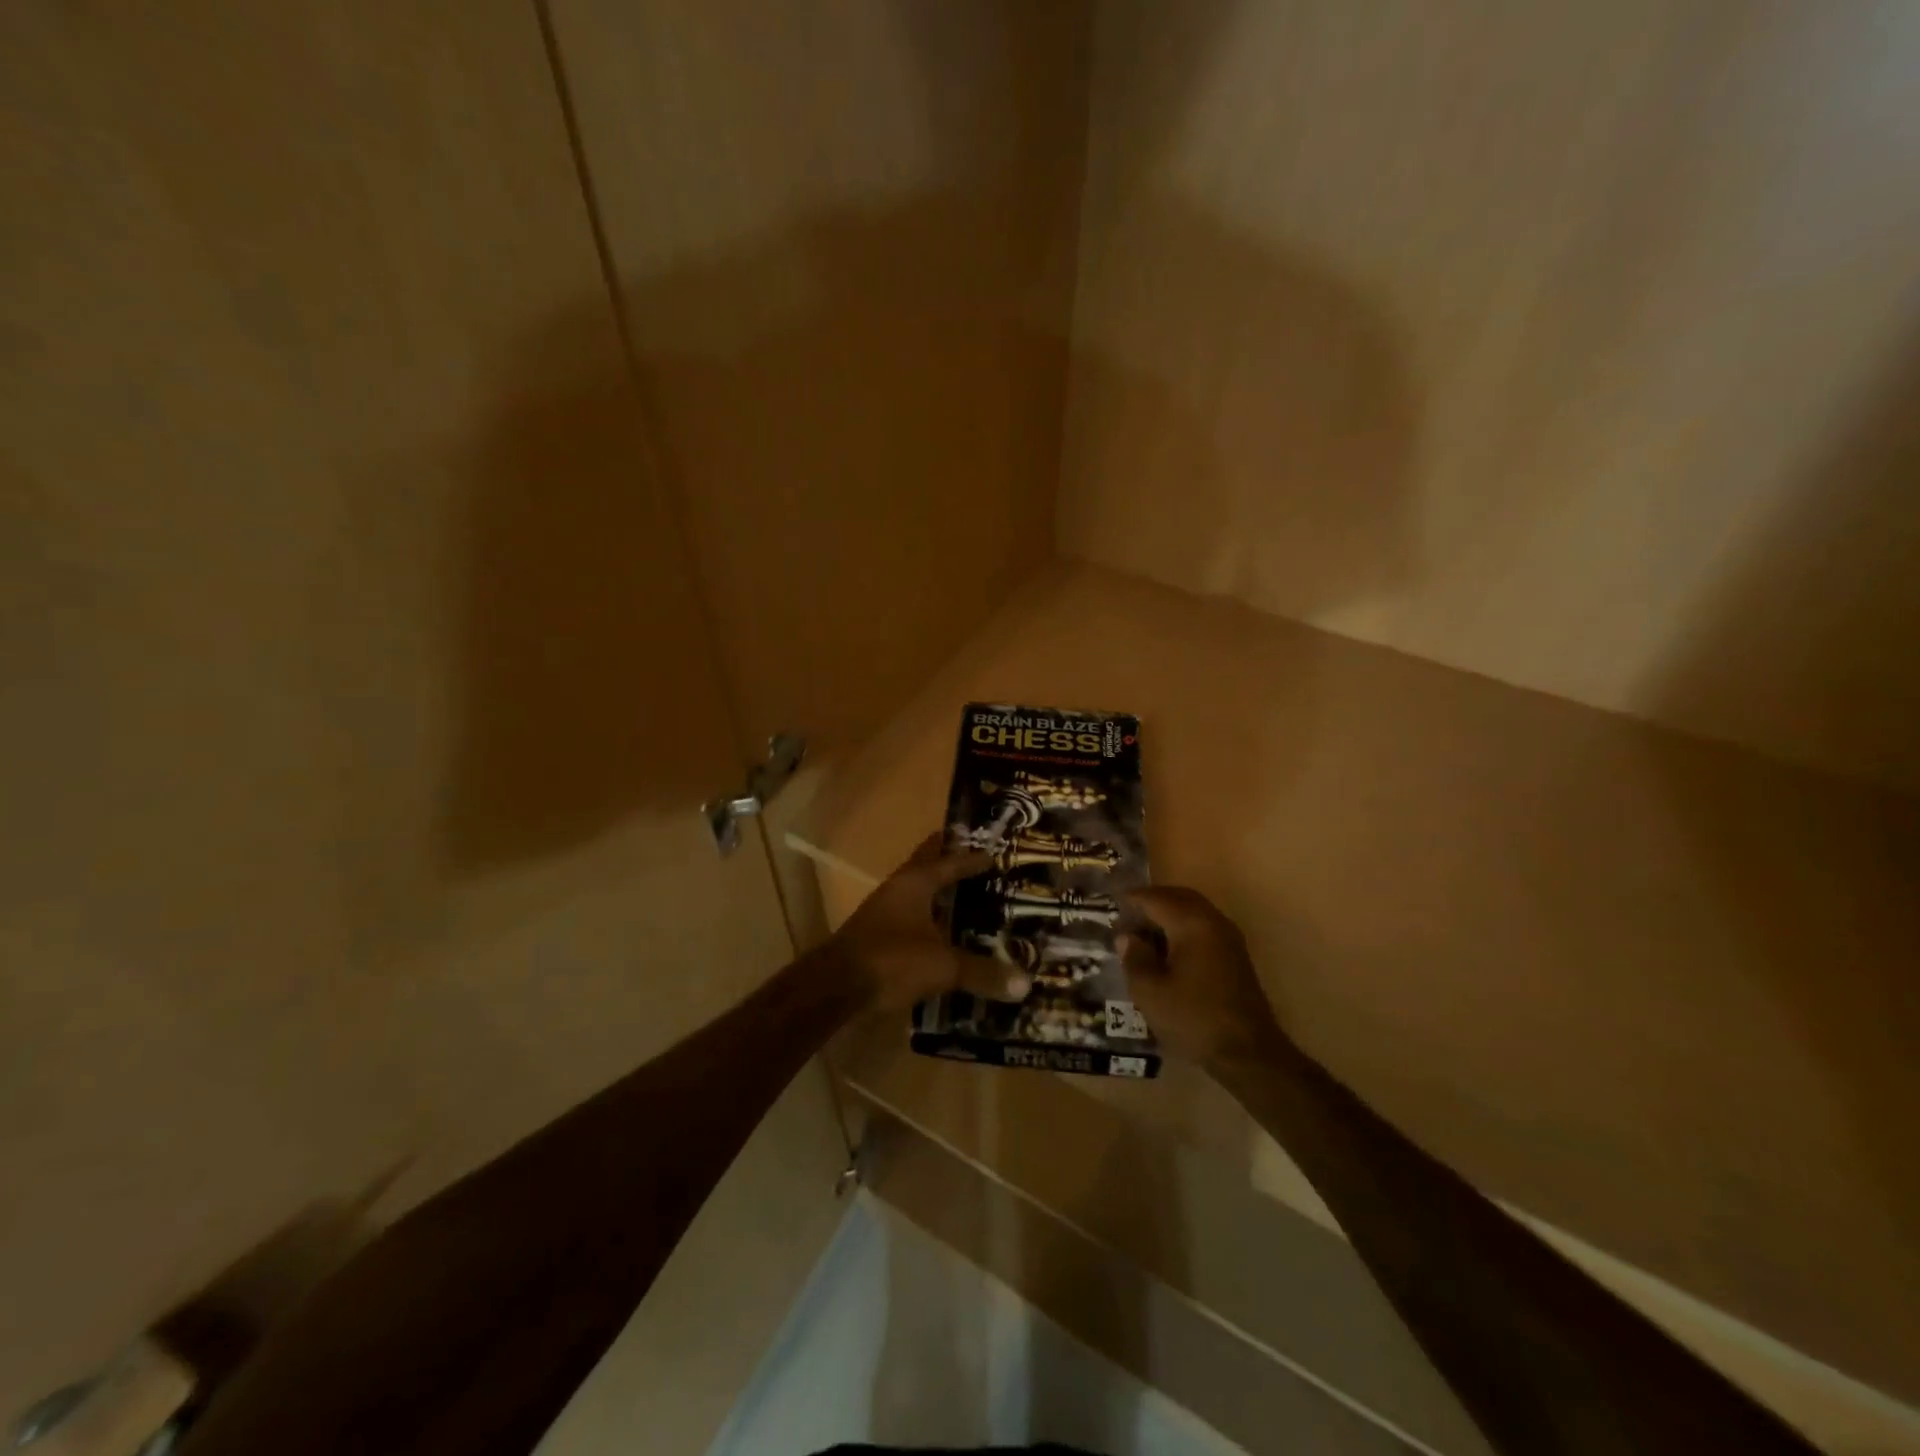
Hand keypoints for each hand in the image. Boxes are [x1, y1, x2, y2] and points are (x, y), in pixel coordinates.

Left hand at [826, 833, 1029, 1012]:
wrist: (834, 987)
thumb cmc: (891, 960)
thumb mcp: (943, 966)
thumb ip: (982, 973)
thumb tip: (1024, 983)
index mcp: (914, 883)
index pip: (948, 862)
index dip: (971, 858)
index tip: (993, 853)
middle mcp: (897, 890)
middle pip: (925, 866)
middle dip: (946, 860)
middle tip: (972, 858)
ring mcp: (882, 912)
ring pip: (915, 893)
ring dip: (935, 893)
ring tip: (962, 898)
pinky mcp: (874, 937)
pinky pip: (908, 919)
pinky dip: (926, 920)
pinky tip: (939, 936)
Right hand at [1121, 887, 1290, 1069]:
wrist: (1249, 1054)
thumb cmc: (1194, 1019)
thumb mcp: (1150, 992)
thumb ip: (1134, 958)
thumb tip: (1127, 937)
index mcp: (1192, 924)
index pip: (1156, 899)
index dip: (1131, 899)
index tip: (1111, 903)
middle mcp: (1213, 921)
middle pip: (1178, 898)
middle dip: (1152, 901)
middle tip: (1127, 913)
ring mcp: (1228, 938)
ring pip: (1193, 911)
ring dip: (1168, 914)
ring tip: (1143, 931)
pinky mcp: (1235, 956)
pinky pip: (1204, 926)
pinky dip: (1183, 927)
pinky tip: (1168, 949)